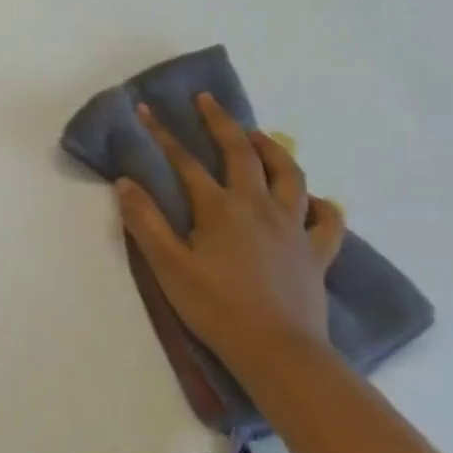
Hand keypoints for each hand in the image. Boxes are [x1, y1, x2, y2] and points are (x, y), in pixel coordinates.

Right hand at [115, 92, 344, 375]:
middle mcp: (259, 206)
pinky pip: (328, 219)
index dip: (163, 134)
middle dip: (220, 122)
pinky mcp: (316, 253)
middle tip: (206, 101)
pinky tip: (312, 199)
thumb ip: (145, 220)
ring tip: (257, 136)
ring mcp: (293, 228)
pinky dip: (321, 203)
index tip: (146, 110)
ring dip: (271, 149)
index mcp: (220, 208)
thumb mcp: (167, 265)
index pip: (185, 162)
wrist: (278, 351)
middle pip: (242, 153)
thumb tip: (125, 182)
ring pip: (290, 174)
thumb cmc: (215, 307)